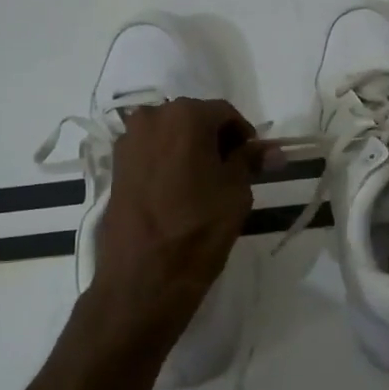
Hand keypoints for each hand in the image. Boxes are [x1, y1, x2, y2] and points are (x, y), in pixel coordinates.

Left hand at [95, 98, 259, 315]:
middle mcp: (151, 117)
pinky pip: (151, 153)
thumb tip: (274, 149)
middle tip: (232, 172)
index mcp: (185, 116)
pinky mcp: (115, 167)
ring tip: (205, 185)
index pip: (226, 113)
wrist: (143, 276)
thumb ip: (251, 161)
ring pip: (170, 136)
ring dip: (190, 150)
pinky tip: (179, 192)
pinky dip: (168, 163)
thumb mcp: (236, 192)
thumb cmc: (199, 228)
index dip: (244, 135)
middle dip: (215, 140)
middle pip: (194, 119)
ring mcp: (127, 142)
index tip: (254, 160)